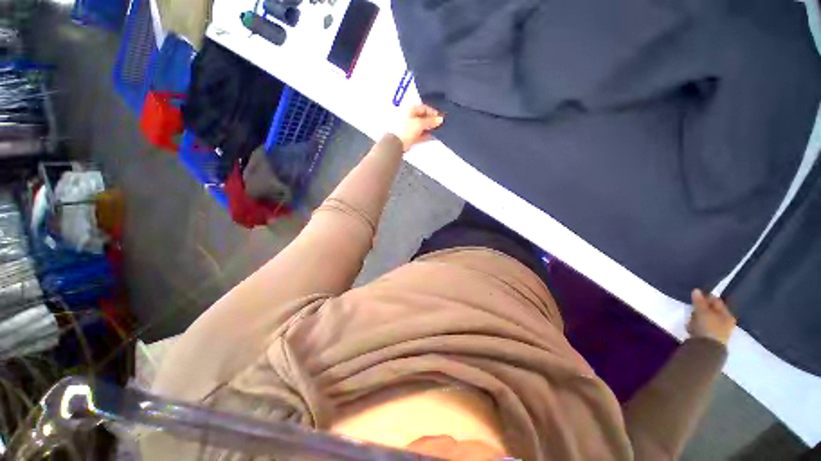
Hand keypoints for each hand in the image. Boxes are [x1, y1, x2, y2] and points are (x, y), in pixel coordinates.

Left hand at [391, 104, 443, 151]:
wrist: (395, 144)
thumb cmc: (403, 130)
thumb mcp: (420, 124)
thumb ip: (430, 121)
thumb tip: (439, 119)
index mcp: (408, 109)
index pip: (423, 108)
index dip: (432, 112)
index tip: (439, 117)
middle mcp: (406, 116)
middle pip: (421, 117)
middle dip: (430, 121)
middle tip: (438, 124)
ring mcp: (406, 127)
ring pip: (419, 126)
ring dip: (427, 129)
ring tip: (435, 131)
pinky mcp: (406, 136)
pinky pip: (417, 134)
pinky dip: (424, 135)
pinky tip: (429, 137)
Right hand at [688, 289, 736, 344]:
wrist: (707, 348)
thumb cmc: (708, 327)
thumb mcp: (702, 311)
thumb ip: (699, 301)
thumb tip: (696, 290)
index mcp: (727, 314)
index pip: (717, 301)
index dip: (706, 297)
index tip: (695, 296)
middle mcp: (726, 321)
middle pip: (711, 310)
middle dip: (701, 308)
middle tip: (693, 308)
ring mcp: (719, 330)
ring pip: (706, 318)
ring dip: (698, 317)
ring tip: (691, 320)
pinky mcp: (710, 337)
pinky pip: (703, 326)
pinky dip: (697, 325)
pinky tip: (692, 327)